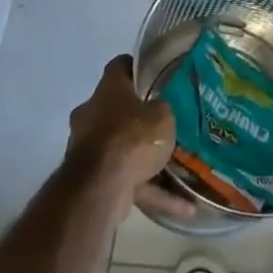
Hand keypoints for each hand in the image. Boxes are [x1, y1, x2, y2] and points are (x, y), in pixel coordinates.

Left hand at [69, 56, 197, 220]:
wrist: (100, 188)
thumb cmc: (132, 137)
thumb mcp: (163, 114)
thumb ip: (163, 109)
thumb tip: (160, 109)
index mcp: (108, 89)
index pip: (120, 66)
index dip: (138, 67)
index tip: (157, 74)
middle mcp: (92, 114)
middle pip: (119, 108)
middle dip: (141, 117)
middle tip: (168, 121)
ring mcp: (89, 148)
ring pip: (123, 148)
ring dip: (147, 159)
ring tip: (180, 167)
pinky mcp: (94, 180)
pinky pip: (128, 180)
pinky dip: (153, 191)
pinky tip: (183, 206)